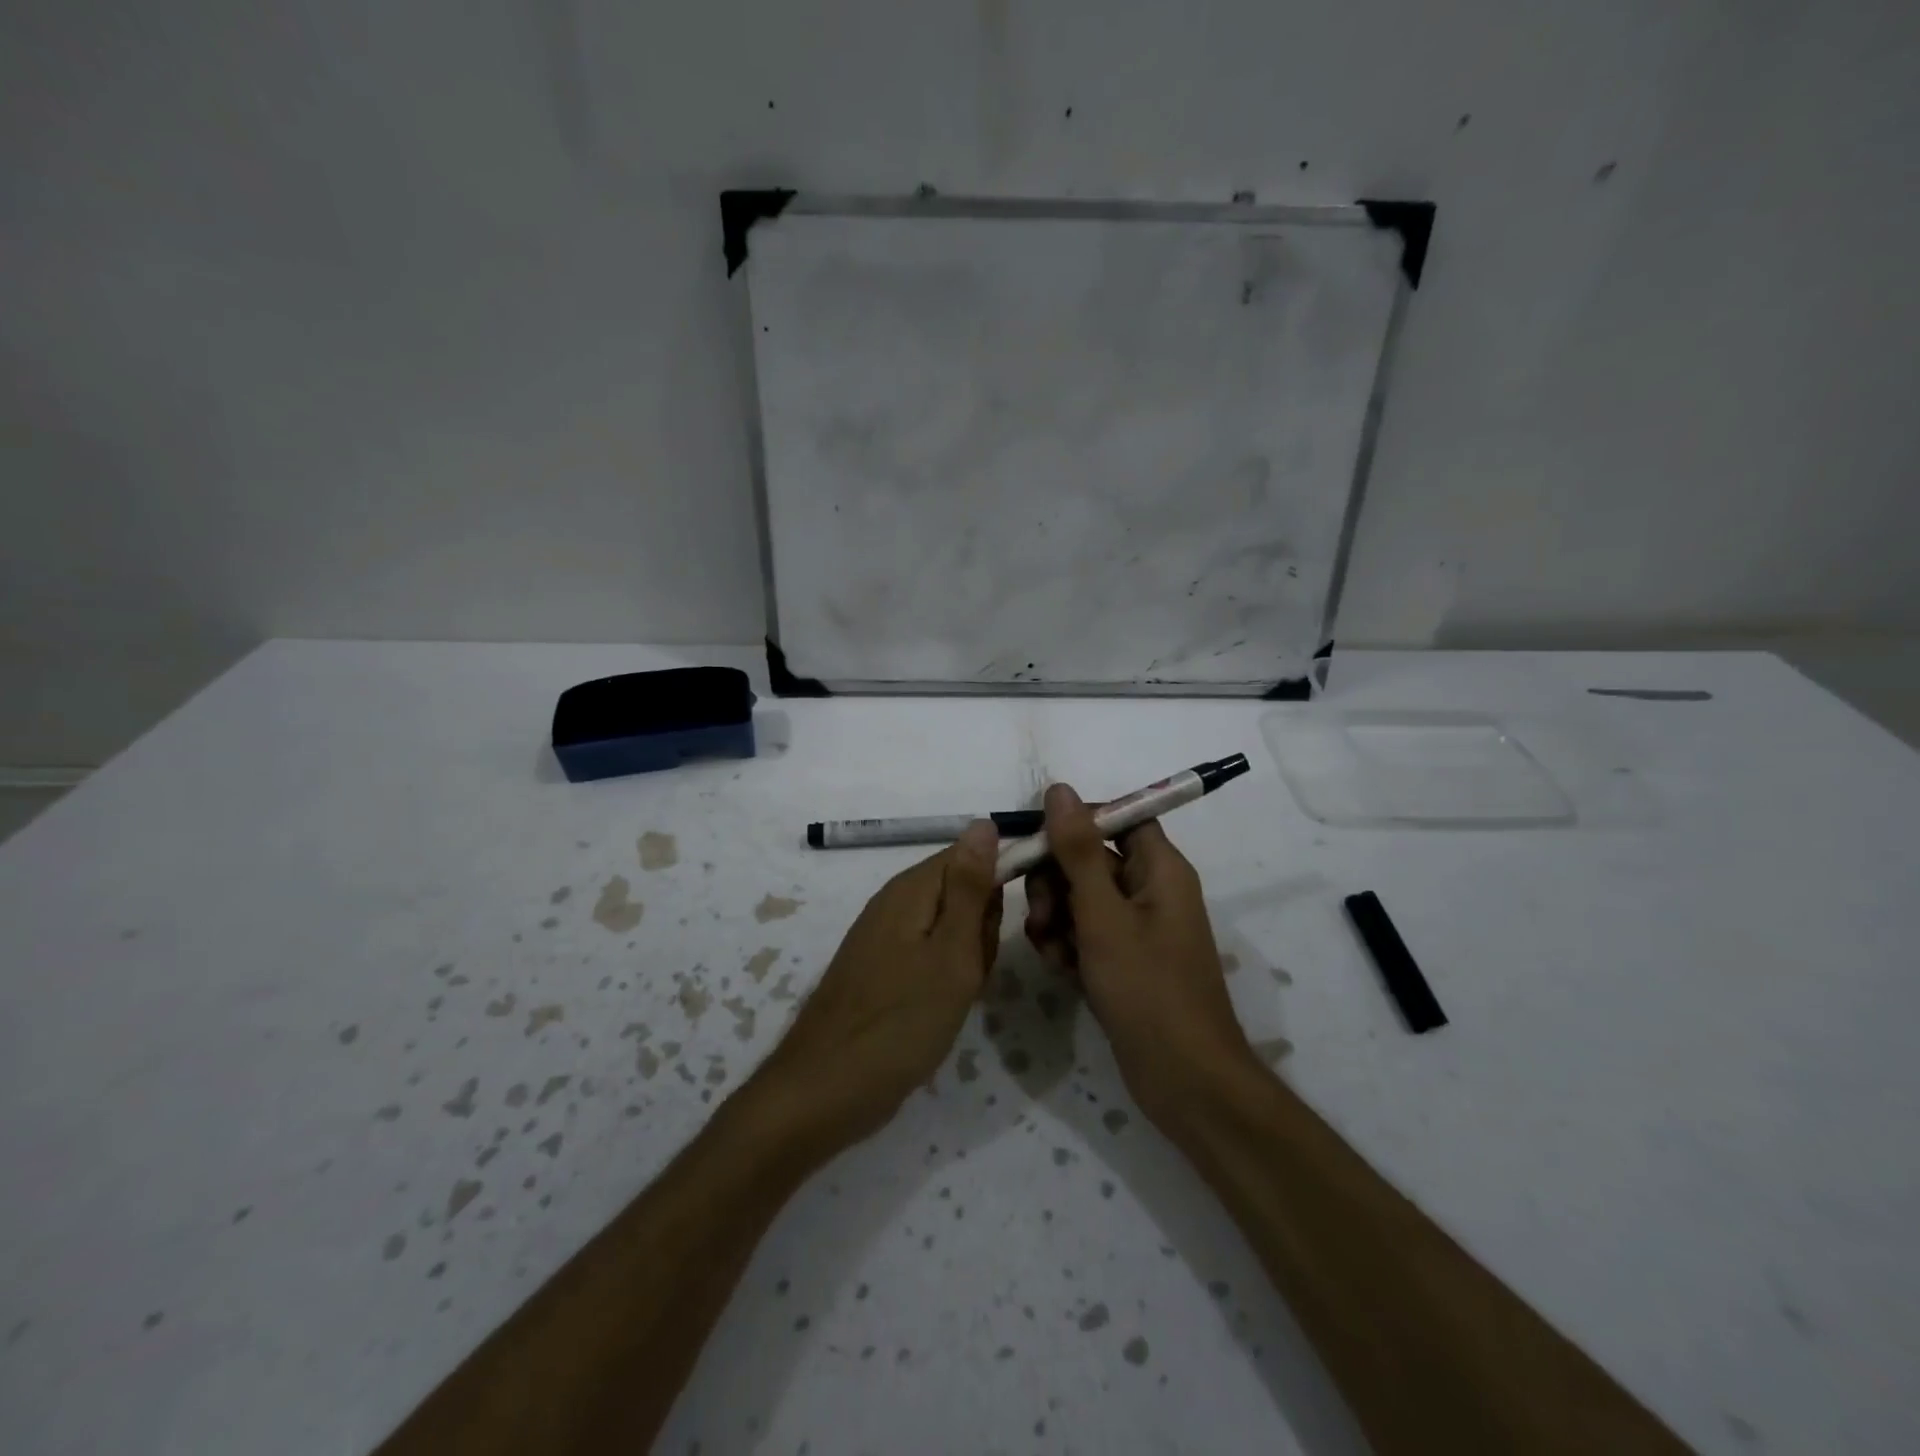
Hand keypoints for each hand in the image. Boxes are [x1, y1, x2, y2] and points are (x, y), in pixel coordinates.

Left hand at [756, 822, 1002, 1153]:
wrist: (824, 1091)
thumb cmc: (899, 1023)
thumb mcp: (951, 954)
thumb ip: (969, 888)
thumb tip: (984, 822)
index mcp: (912, 889)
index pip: (971, 854)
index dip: (999, 884)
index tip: (1006, 926)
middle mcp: (895, 902)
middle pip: (961, 890)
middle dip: (982, 928)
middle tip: (973, 970)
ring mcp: (884, 936)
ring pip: (949, 926)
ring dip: (967, 956)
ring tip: (958, 994)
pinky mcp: (881, 967)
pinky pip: (929, 952)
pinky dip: (946, 975)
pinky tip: (942, 1006)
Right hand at [1023, 783, 1254, 1128]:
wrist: (1184, 1080)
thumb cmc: (1148, 989)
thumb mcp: (1103, 915)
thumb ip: (1077, 851)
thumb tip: (1059, 790)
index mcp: (1159, 867)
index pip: (1117, 817)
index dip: (1076, 822)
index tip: (1037, 842)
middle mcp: (1149, 889)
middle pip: (1090, 858)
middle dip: (1056, 882)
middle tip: (1042, 915)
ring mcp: (1136, 928)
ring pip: (1080, 898)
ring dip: (1055, 917)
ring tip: (1052, 950)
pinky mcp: (1123, 960)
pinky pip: (1085, 933)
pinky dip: (1067, 945)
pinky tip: (1061, 970)